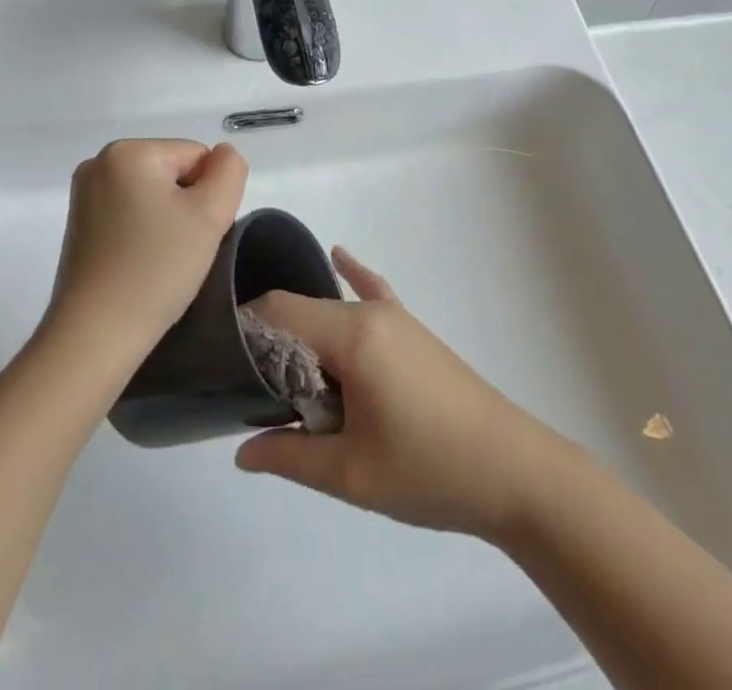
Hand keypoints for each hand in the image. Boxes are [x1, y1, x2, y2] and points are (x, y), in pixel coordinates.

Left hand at [47, 139, 247, 359]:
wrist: (95, 336)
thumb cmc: (156, 268)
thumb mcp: (211, 214)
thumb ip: (230, 171)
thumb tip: (222, 156)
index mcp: (129, 151)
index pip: (197, 156)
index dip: (208, 195)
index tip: (195, 233)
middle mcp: (100, 162)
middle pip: (173, 171)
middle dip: (187, 205)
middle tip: (181, 249)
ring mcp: (85, 194)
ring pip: (154, 194)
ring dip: (168, 220)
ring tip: (161, 259)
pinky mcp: (79, 224)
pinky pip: (131, 212)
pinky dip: (144, 232)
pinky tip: (141, 263)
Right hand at [235, 248, 568, 538]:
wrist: (513, 470)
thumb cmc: (429, 470)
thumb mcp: (351, 473)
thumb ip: (290, 455)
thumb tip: (242, 451)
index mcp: (353, 335)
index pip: (280, 309)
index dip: (244, 329)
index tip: (218, 360)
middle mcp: (371, 313)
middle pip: (303, 311)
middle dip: (271, 343)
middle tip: (245, 389)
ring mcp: (396, 317)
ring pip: (331, 311)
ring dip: (304, 336)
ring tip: (276, 372)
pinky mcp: (412, 330)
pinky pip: (373, 293)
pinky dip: (351, 278)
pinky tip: (338, 257)